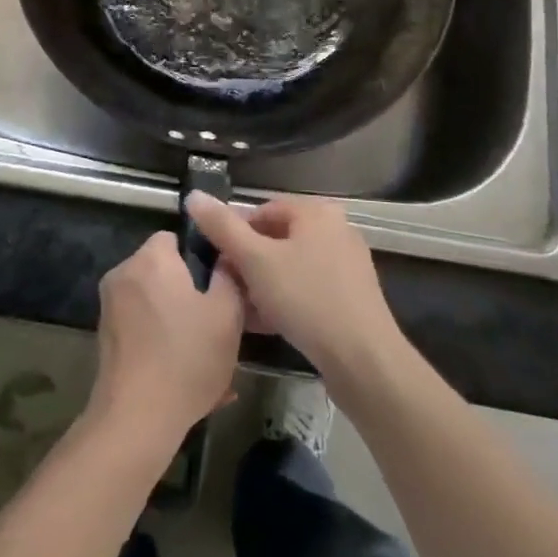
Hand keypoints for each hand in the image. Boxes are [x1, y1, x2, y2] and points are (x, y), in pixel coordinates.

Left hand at [86, 232, 244, 451]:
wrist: (136, 419)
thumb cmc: (186, 358)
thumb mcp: (227, 314)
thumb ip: (229, 276)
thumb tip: (226, 257)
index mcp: (151, 259)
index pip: (176, 237)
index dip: (201, 257)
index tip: (220, 283)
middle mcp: (123, 274)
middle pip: (164, 271)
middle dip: (190, 292)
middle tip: (217, 321)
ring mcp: (110, 307)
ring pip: (155, 303)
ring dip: (178, 321)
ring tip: (206, 354)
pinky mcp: (106, 338)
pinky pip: (143, 328)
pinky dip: (162, 342)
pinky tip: (185, 374)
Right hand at [185, 193, 406, 394]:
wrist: (363, 360)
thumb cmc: (306, 299)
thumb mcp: (256, 261)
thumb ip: (222, 227)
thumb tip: (193, 196)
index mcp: (317, 212)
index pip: (263, 211)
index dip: (235, 234)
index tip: (217, 261)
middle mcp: (335, 231)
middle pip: (277, 240)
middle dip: (248, 264)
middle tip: (226, 288)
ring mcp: (346, 265)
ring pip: (291, 268)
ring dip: (263, 286)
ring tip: (240, 310)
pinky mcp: (351, 298)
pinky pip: (307, 290)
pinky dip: (285, 301)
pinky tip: (265, 325)